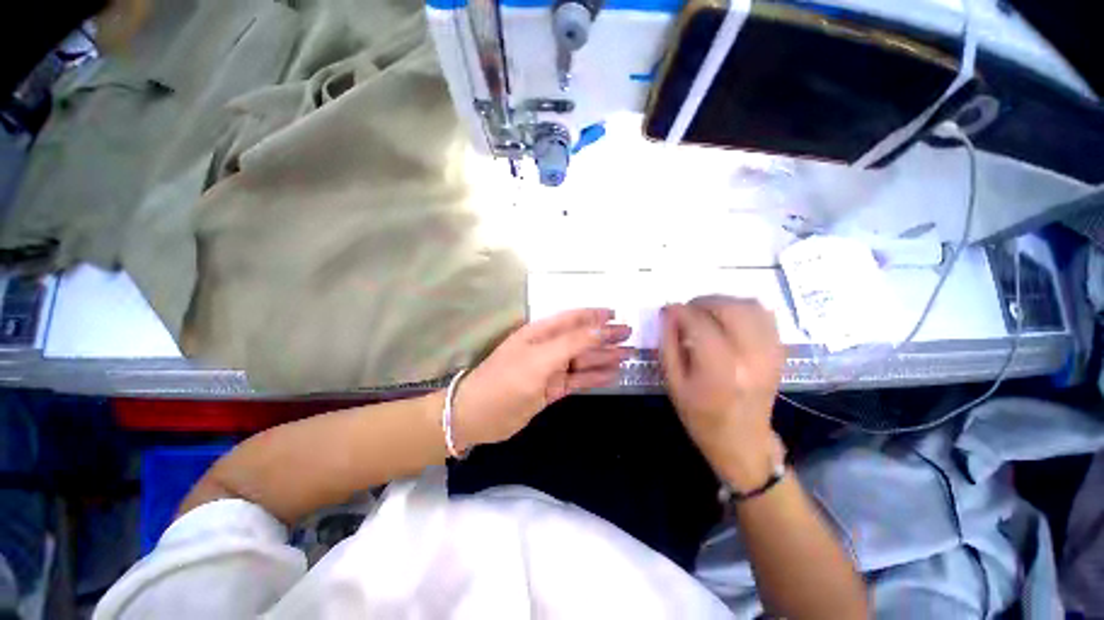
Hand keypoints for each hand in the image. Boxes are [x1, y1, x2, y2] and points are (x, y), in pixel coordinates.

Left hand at [452, 309, 631, 449]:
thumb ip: (572, 343)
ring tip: (628, 355)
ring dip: (604, 356)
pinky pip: (578, 380)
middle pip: (582, 339)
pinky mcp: (552, 388)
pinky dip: (595, 377)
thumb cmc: (507, 381)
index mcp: (541, 333)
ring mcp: (550, 369)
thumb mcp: (540, 358)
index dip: (594, 315)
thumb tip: (601, 329)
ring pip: (583, 360)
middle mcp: (548, 347)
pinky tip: (612, 374)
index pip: (572, 319)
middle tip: (630, 335)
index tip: (616, 314)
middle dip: (605, 336)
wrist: (479, 417)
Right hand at [660, 296, 784, 490]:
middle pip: (729, 309)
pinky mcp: (779, 353)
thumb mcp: (673, 382)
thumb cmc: (701, 416)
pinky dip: (744, 309)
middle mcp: (750, 357)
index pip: (699, 323)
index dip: (680, 311)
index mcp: (719, 370)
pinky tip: (729, 320)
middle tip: (688, 310)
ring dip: (724, 302)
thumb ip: (668, 344)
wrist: (743, 442)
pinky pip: (765, 316)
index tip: (668, 311)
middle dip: (703, 302)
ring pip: (751, 307)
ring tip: (707, 313)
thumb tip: (668, 313)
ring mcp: (770, 354)